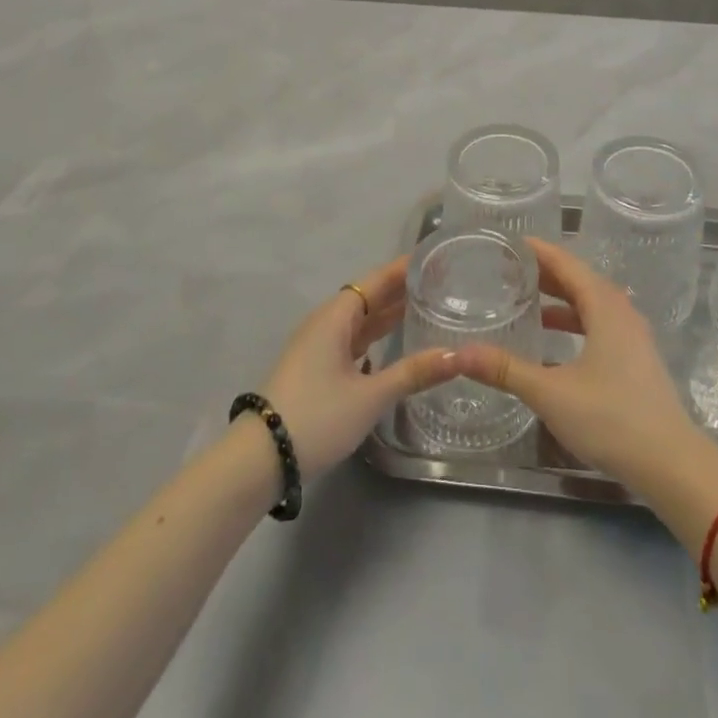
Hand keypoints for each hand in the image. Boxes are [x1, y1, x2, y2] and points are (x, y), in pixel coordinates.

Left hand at [256, 256, 459, 482]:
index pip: (377, 280)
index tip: (436, 258)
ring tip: (426, 306)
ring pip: (361, 319)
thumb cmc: (316, 417)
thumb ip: (413, 373)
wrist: (258, 459)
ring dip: (389, 312)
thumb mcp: (370, 397)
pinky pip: (353, 338)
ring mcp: (318, 346)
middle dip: (402, 288)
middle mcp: (326, 323)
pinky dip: (376, 335)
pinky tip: (393, 343)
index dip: (406, 268)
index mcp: (336, 317)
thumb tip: (459, 355)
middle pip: (369, 296)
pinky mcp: (315, 367)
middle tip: (441, 281)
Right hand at [457, 239, 703, 491]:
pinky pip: (599, 325)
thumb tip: (457, 353)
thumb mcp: (551, 392)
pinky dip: (574, 323)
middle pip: (579, 279)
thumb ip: (505, 370)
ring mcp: (632, 336)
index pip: (567, 263)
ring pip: (591, 304)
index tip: (508, 242)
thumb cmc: (611, 418)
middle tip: (508, 270)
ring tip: (526, 301)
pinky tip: (553, 344)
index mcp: (604, 306)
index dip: (538, 250)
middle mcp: (621, 311)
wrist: (671, 463)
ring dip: (560, 299)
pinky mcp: (635, 359)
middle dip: (545, 273)